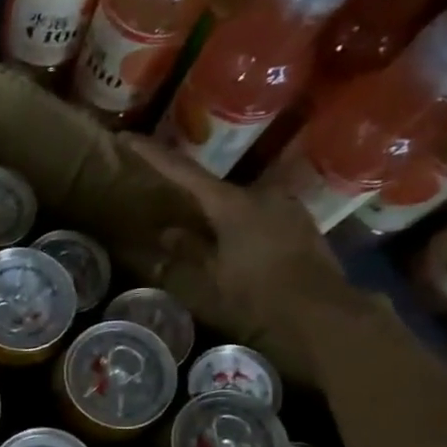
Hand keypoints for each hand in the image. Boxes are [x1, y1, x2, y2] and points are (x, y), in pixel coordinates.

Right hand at [122, 135, 359, 382]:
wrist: (320, 308)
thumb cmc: (259, 292)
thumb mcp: (214, 275)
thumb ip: (190, 249)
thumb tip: (167, 232)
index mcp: (231, 203)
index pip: (183, 171)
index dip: (153, 154)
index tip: (127, 138)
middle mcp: (260, 192)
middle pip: (216, 189)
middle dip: (194, 200)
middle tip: (174, 212)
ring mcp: (284, 204)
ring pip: (240, 203)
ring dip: (222, 217)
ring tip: (210, 239)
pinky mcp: (300, 220)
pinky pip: (261, 215)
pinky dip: (244, 225)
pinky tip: (241, 247)